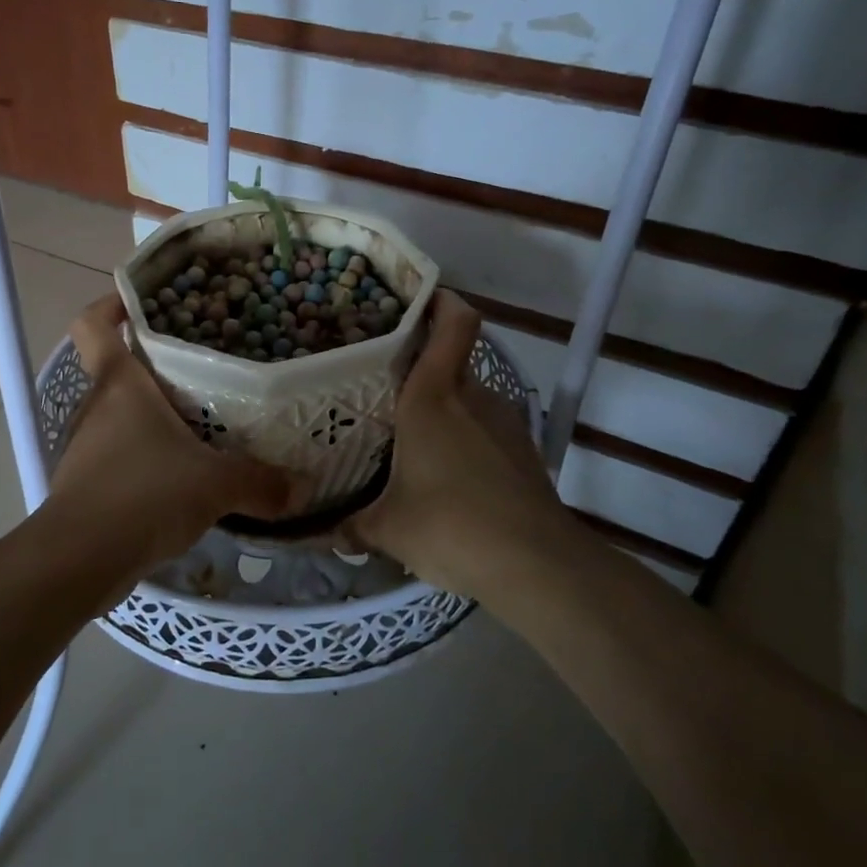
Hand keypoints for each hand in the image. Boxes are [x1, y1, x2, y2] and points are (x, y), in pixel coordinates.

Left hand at [47, 296, 311, 584]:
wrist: (79, 560)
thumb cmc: (144, 495)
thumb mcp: (215, 485)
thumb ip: (260, 482)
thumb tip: (302, 487)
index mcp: (119, 384)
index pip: (94, 324)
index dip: (111, 305)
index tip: (142, 302)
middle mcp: (97, 406)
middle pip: (118, 369)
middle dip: (155, 366)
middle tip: (204, 368)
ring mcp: (87, 446)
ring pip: (121, 415)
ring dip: (154, 417)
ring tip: (202, 424)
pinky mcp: (88, 483)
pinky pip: (121, 454)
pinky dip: (147, 457)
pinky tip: (182, 476)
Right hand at [347, 292, 570, 597]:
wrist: (537, 565)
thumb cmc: (450, 526)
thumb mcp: (388, 528)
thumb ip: (353, 525)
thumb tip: (329, 532)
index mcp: (433, 397)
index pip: (453, 322)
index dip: (440, 301)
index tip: (414, 301)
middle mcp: (473, 398)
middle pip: (450, 362)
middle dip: (419, 370)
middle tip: (383, 389)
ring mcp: (505, 424)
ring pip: (467, 399)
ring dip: (442, 410)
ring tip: (409, 438)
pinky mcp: (523, 453)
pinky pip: (484, 431)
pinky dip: (464, 440)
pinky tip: (445, 477)